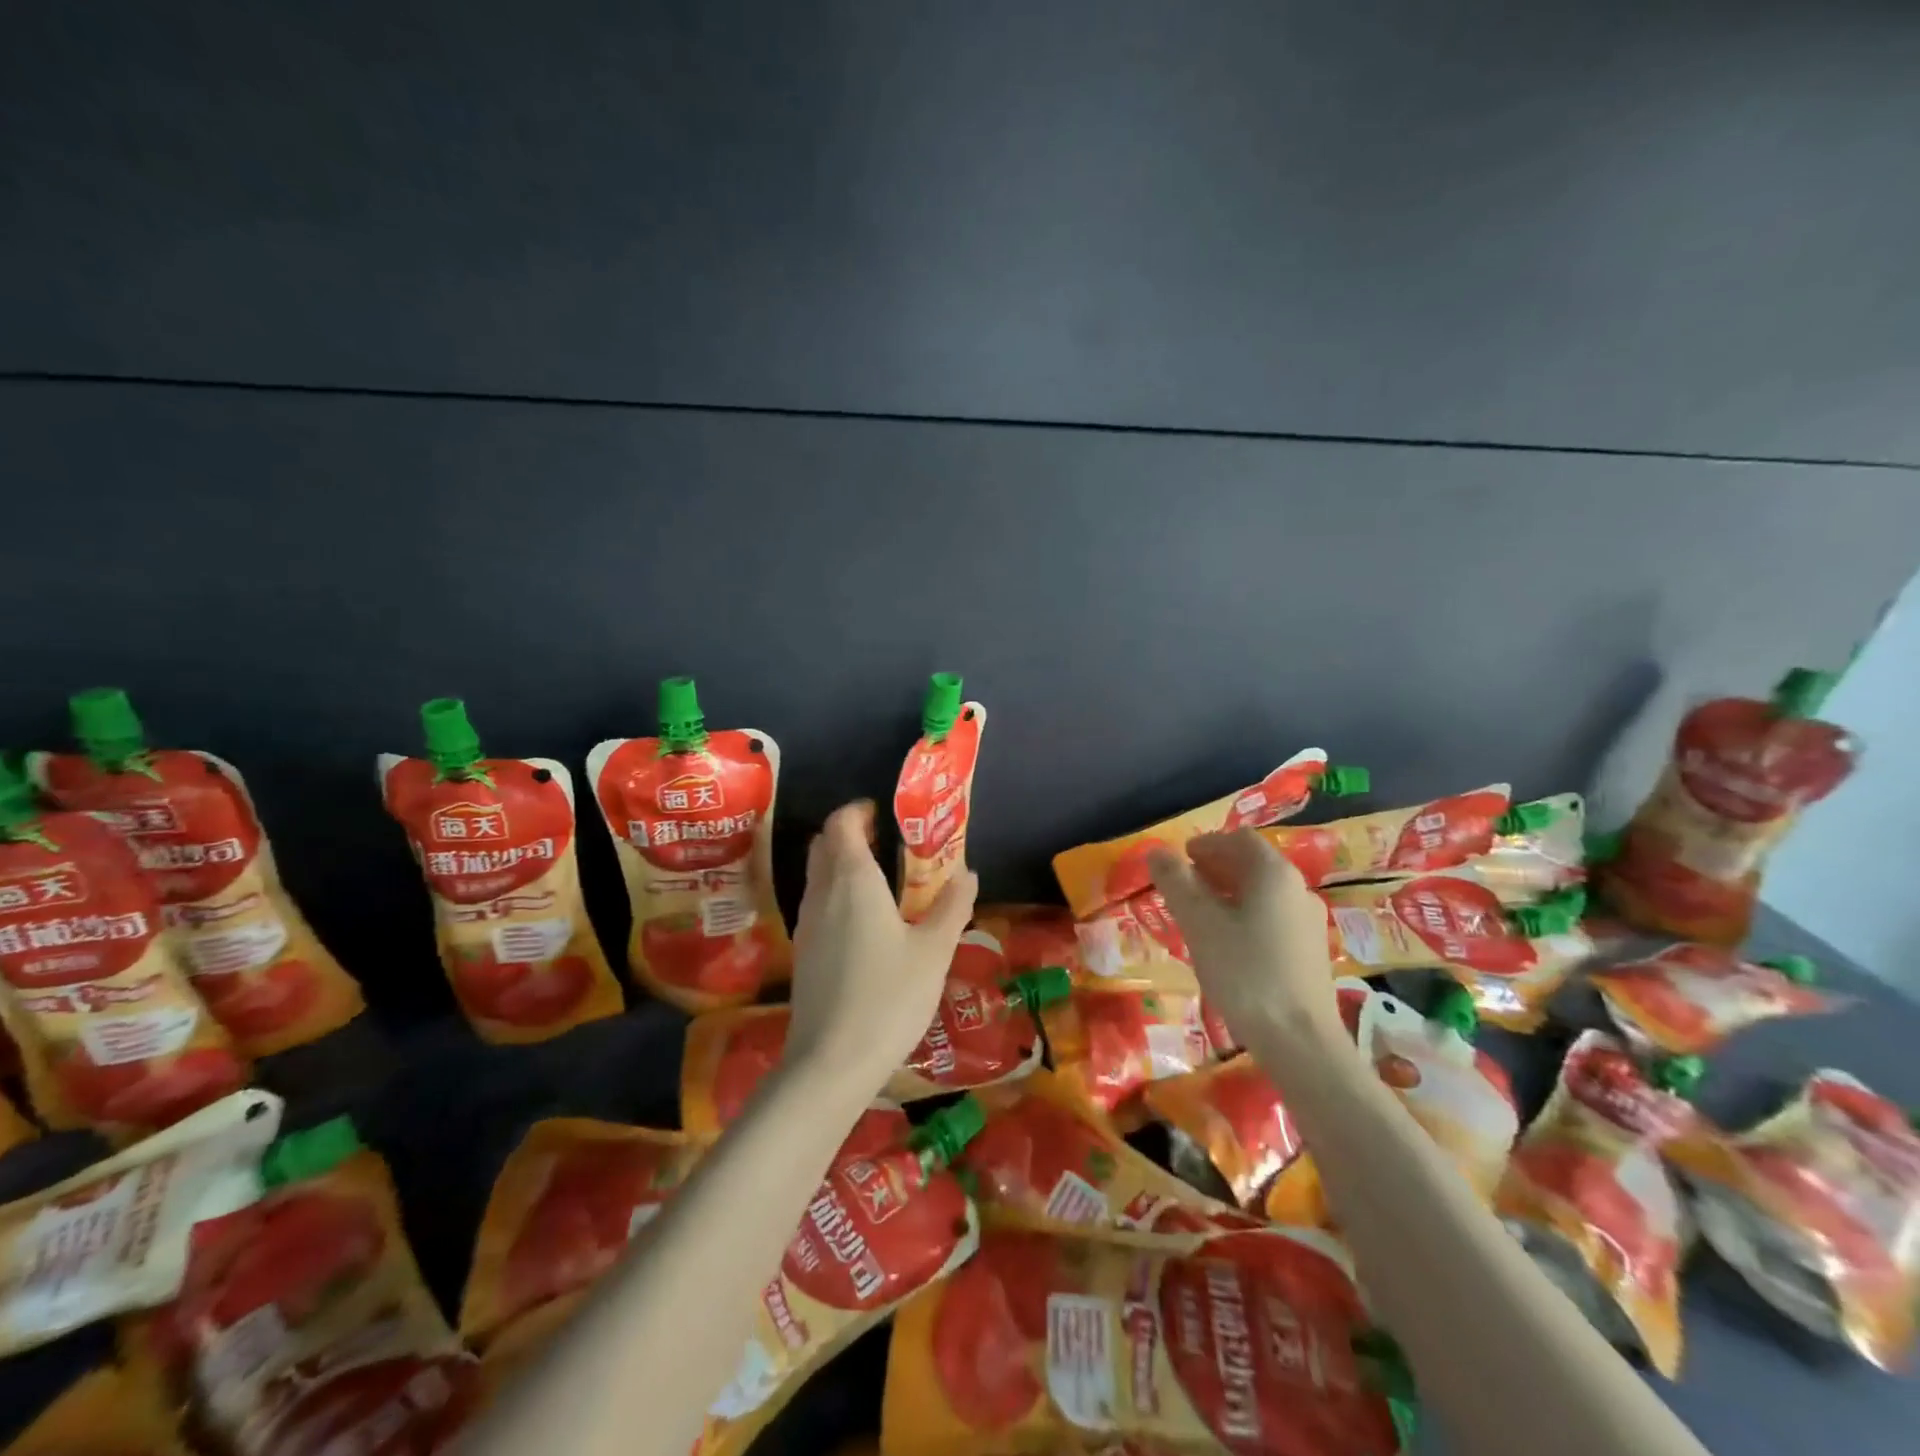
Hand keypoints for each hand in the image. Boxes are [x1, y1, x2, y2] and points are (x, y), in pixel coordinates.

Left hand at [786, 801, 978, 1090]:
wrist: (831, 1062)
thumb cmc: (889, 997)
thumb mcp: (934, 951)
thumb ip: (952, 908)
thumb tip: (969, 874)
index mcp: (854, 880)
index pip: (842, 824)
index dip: (858, 811)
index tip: (882, 813)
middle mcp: (823, 892)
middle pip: (824, 845)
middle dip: (848, 834)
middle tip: (884, 842)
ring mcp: (807, 923)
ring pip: (817, 874)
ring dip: (840, 864)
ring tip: (880, 879)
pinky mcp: (802, 951)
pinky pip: (816, 902)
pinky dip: (835, 893)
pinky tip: (863, 922)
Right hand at [1146, 829, 1340, 1051]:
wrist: (1301, 1041)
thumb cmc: (1245, 973)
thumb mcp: (1199, 924)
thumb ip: (1176, 883)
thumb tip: (1156, 851)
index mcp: (1274, 873)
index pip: (1238, 839)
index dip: (1205, 844)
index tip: (1179, 860)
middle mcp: (1298, 889)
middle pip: (1253, 864)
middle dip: (1215, 868)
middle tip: (1182, 887)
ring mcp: (1309, 922)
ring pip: (1262, 893)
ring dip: (1228, 893)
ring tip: (1198, 915)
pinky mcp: (1310, 952)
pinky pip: (1272, 918)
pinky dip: (1244, 916)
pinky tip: (1226, 944)